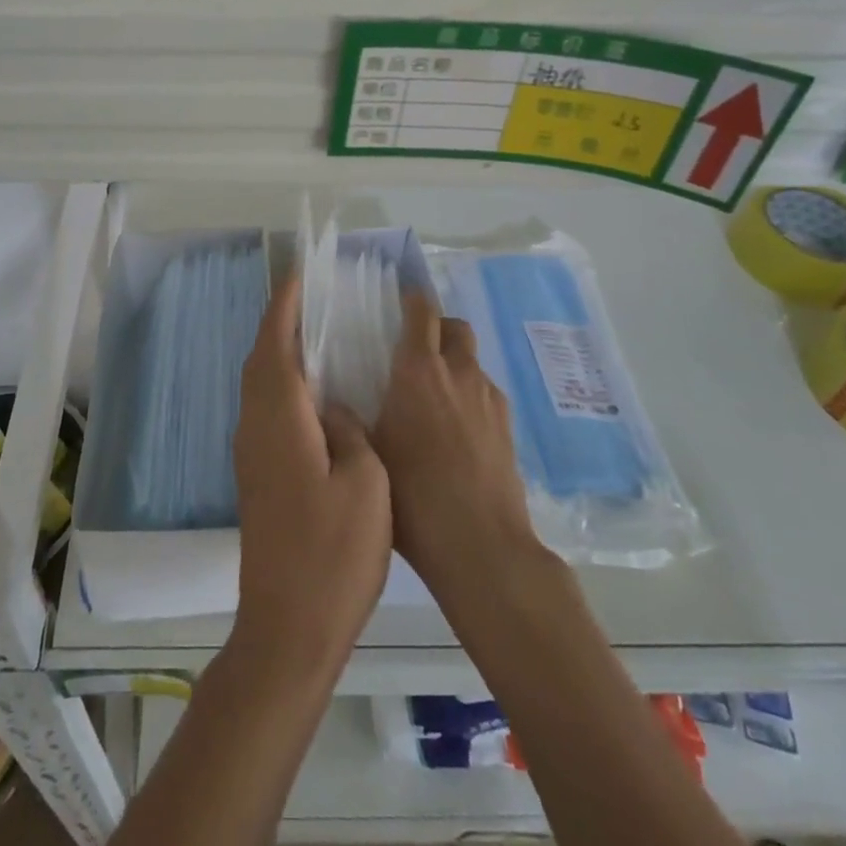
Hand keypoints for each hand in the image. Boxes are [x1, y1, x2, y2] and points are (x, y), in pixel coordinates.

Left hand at [233, 275, 391, 676]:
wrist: (288, 627)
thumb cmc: (333, 552)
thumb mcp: (365, 483)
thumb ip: (349, 432)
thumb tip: (334, 411)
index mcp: (279, 418)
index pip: (275, 344)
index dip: (285, 307)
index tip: (299, 276)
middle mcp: (256, 426)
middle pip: (262, 361)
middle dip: (281, 325)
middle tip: (313, 301)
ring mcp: (252, 454)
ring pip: (261, 387)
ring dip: (281, 355)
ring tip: (318, 339)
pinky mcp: (258, 477)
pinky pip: (268, 411)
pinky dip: (285, 387)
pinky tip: (316, 399)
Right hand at [372, 293, 540, 608]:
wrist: (480, 545)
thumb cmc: (413, 495)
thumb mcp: (369, 451)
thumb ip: (355, 417)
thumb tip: (337, 401)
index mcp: (418, 370)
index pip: (421, 311)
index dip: (411, 300)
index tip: (397, 303)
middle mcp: (458, 372)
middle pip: (455, 327)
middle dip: (437, 329)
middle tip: (414, 353)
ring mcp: (489, 399)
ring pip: (471, 362)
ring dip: (453, 365)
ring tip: (433, 400)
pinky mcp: (508, 426)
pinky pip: (485, 394)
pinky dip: (469, 398)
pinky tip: (456, 434)